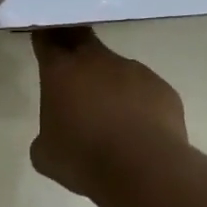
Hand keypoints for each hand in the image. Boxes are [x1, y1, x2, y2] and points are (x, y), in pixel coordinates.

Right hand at [29, 27, 187, 196]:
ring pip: (117, 69)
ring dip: (110, 85)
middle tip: (72, 65)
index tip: (44, 37)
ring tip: (112, 119)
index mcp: (61, 71)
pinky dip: (138, 104)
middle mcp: (97, 60)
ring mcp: (134, 71)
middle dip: (75, 44)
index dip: (45, 36)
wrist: (143, 170)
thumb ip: (47, 133)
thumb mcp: (45, 153)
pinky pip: (144, 91)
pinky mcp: (162, 88)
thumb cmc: (83, 159)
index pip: (47, 38)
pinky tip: (138, 131)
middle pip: (82, 37)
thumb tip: (57, 133)